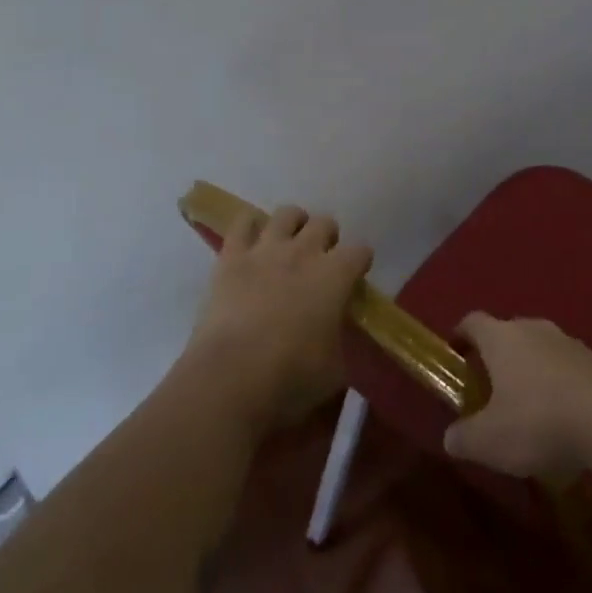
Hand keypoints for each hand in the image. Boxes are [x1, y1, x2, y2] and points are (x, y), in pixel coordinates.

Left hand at [185, 204, 370, 430]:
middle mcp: (305, 252)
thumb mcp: (335, 369)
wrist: (229, 378)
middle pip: (325, 223)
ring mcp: (266, 250)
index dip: (360, 262)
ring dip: (293, 224)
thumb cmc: (291, 378)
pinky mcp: (231, 257)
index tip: (355, 278)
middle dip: (328, 238)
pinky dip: (249, 226)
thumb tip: (336, 336)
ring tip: (290, 243)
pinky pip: (242, 224)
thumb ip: (340, 341)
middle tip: (321, 261)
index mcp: (336, 275)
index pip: (361, 250)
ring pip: (287, 214)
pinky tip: (252, 240)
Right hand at [442, 313, 591, 479]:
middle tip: (489, 388)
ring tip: (526, 406)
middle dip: (497, 357)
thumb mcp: (489, 440)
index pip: (472, 322)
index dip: (460, 336)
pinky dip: (558, 385)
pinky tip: (561, 417)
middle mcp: (533, 329)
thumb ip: (464, 437)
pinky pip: (566, 367)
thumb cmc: (538, 421)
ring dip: (530, 371)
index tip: (454, 355)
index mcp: (501, 337)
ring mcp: (568, 341)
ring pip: (539, 349)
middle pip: (507, 333)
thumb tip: (451, 437)